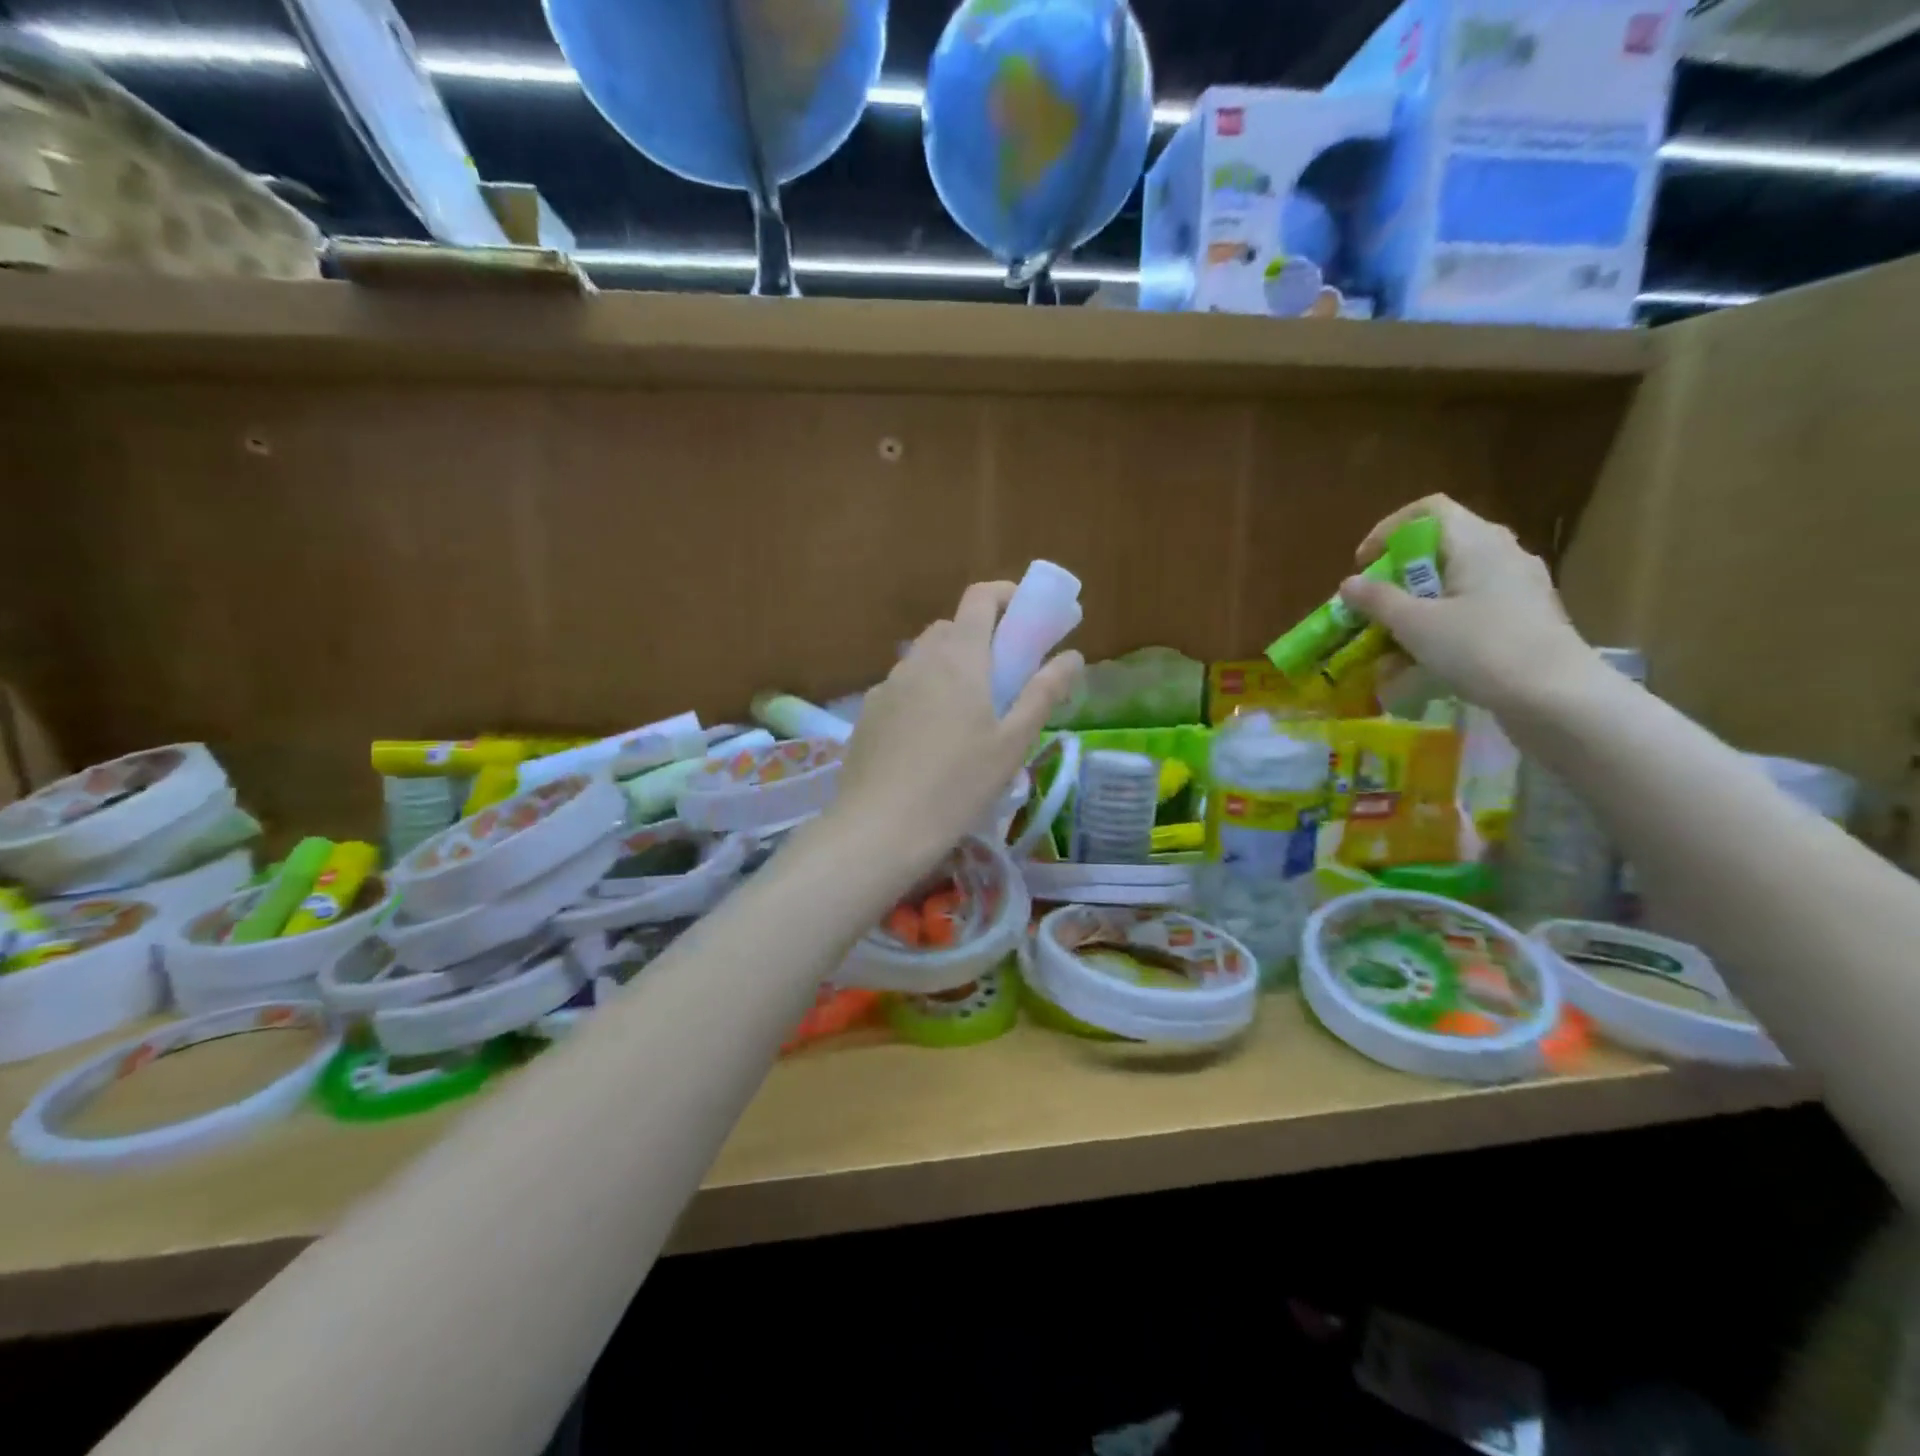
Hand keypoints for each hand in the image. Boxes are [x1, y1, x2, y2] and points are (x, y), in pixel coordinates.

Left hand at [826, 581, 1082, 879]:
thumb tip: (1072, 656)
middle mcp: (918, 659)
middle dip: (981, 637)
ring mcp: (887, 685)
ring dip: (950, 666)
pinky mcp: (869, 712)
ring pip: (924, 657)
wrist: (879, 827)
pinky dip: (924, 692)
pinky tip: (930, 739)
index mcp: (959, 657)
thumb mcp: (1013, 743)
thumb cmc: (958, 785)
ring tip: (969, 713)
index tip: (1028, 615)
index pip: (980, 597)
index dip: (1007, 594)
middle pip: (952, 626)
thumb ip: (1043, 693)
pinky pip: (903, 686)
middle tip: (1004, 675)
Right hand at [1339, 495, 1594, 712]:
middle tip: (1373, 607)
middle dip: (1397, 577)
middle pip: (1438, 548)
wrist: (1556, 697)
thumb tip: (1349, 583)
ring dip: (1415, 607)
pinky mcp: (1525, 617)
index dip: (1387, 531)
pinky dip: (1440, 626)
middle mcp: (1502, 553)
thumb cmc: (1481, 649)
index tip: (1363, 565)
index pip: (1427, 510)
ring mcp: (1518, 586)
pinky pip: (1471, 608)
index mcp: (1477, 542)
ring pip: (1453, 582)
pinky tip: (1423, 661)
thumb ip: (1378, 600)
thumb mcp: (1416, 625)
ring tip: (1390, 643)